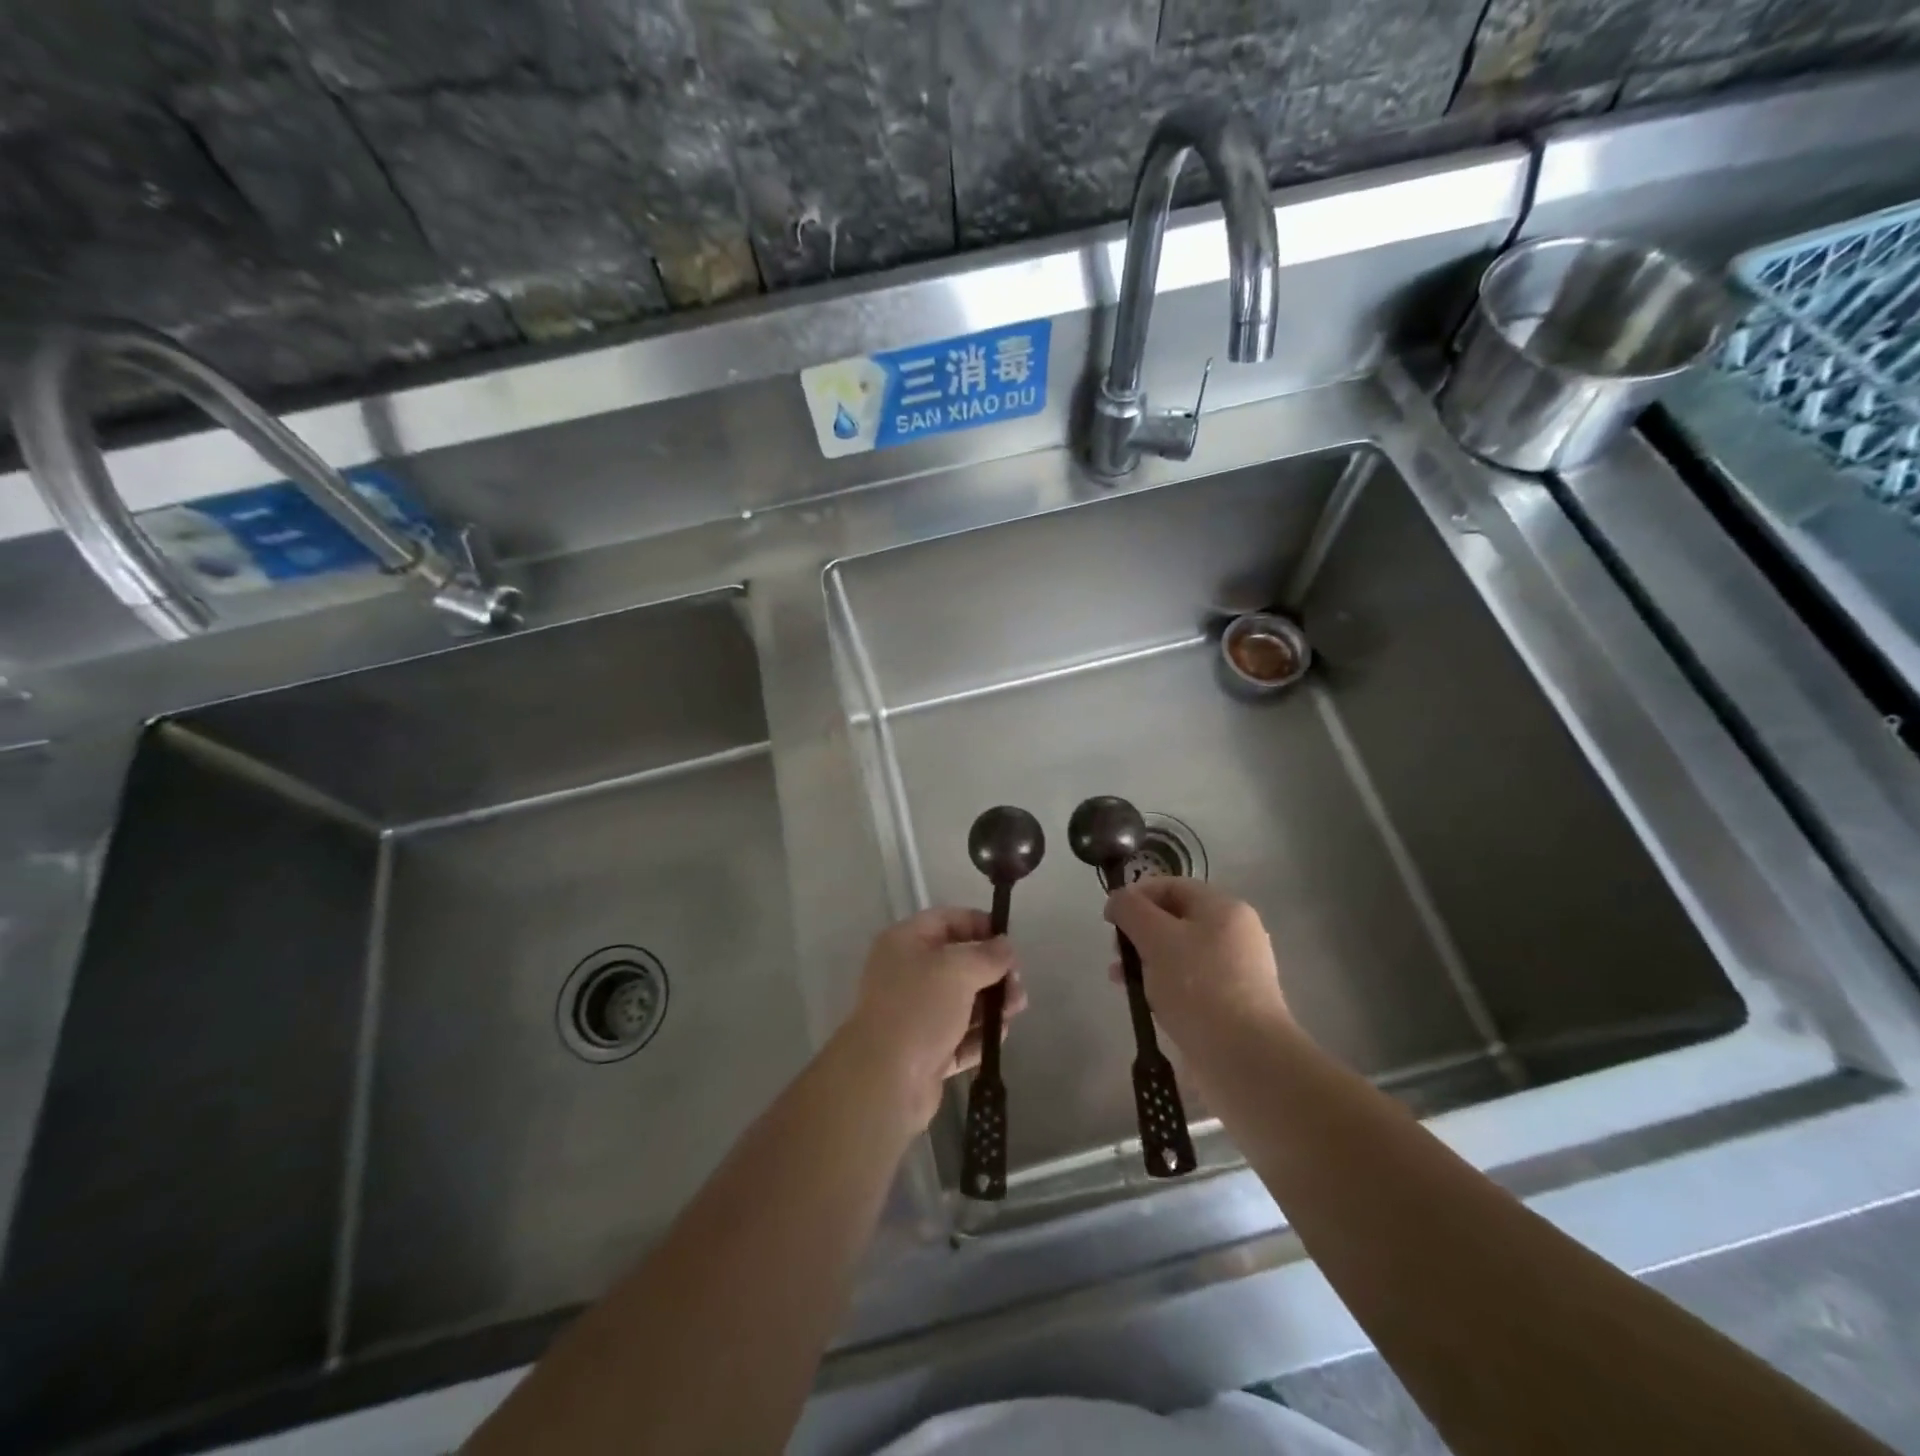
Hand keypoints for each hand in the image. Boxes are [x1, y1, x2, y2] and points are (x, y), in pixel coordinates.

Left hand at [839, 907, 1026, 1129]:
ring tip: (1015, 1011)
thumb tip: (1005, 946)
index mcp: (905, 943)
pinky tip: (998, 1037)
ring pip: (962, 1001)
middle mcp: (907, 973)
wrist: (885, 1079)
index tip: (1010, 943)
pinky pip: (959, 1035)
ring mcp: (915, 1014)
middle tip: (1017, 985)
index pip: (948, 921)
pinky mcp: (925, 1051)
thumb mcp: (958, 970)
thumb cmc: (920, 1008)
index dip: (980, 925)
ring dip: (991, 1005)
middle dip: (992, 972)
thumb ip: (987, 955)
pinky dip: (978, 1035)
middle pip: (959, 963)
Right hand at [1104, 878, 1288, 1049]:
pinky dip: (1164, 984)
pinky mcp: (1232, 1002)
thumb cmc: (1198, 987)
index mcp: (1224, 908)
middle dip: (1139, 932)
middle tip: (1117, 954)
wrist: (1245, 1058)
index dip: (1136, 896)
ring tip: (1122, 981)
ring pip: (1179, 952)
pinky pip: (1190, 981)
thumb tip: (1118, 899)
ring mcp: (1236, 969)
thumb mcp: (1156, 938)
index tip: (1110, 919)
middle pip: (1174, 919)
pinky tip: (1147, 1002)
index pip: (1172, 885)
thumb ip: (1131, 910)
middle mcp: (1235, 933)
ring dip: (1146, 960)